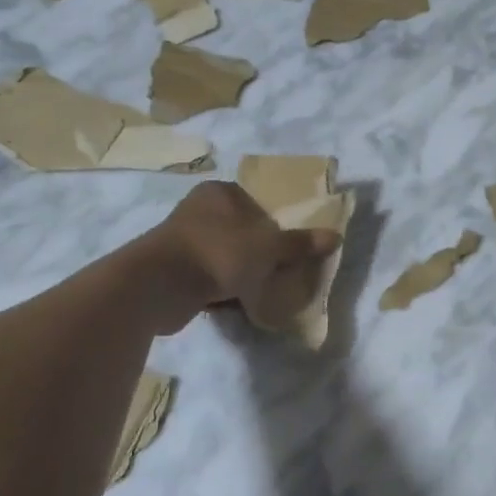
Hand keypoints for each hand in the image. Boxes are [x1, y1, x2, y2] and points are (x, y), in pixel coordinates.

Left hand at [149, 182, 340, 332]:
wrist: (160, 286)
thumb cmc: (219, 253)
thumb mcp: (268, 247)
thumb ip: (300, 243)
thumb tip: (335, 236)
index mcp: (219, 193)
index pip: (256, 202)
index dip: (276, 222)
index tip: (291, 245)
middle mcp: (198, 210)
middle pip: (242, 230)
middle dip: (260, 252)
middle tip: (282, 269)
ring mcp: (182, 240)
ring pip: (226, 255)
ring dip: (242, 272)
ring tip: (264, 289)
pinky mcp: (174, 270)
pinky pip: (209, 277)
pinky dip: (223, 289)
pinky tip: (239, 303)